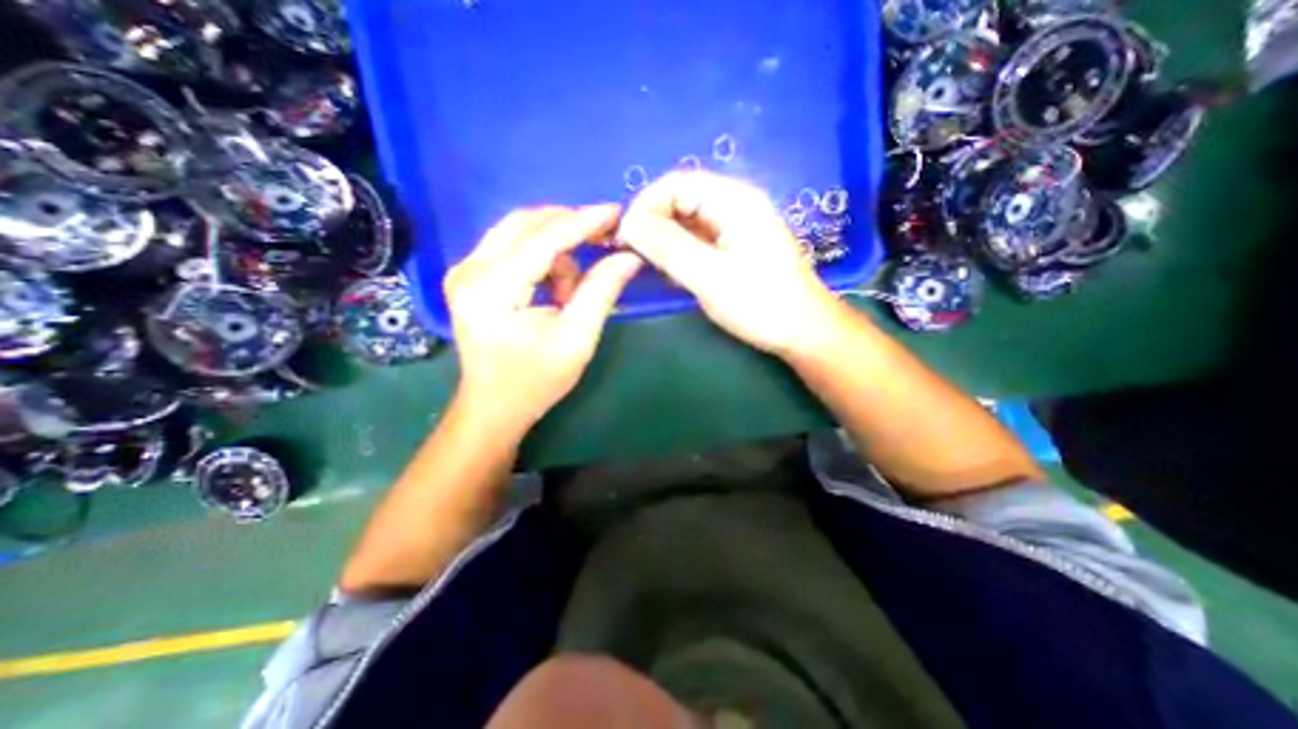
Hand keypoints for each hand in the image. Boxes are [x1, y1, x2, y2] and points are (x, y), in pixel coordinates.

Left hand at [446, 206, 641, 431]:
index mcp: (492, 289)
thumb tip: (628, 257)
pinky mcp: (471, 275)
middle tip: (606, 238)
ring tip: (572, 293)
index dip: (583, 222)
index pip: (543, 239)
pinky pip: (513, 247)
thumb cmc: (535, 381)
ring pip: (520, 233)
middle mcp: (470, 270)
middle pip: (526, 224)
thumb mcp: (577, 339)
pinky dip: (542, 259)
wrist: (494, 406)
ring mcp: (465, 270)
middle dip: (570, 226)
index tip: (616, 212)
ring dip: (556, 251)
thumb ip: (601, 292)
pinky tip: (554, 290)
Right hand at [621, 167, 854, 354]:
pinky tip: (675, 274)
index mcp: (733, 200)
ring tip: (653, 268)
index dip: (645, 205)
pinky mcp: (735, 247)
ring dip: (664, 240)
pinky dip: (680, 252)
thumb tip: (628, 222)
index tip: (625, 238)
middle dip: (652, 223)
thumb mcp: (708, 275)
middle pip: (680, 199)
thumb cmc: (760, 303)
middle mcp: (734, 204)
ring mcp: (736, 226)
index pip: (675, 183)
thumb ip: (667, 246)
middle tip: (634, 256)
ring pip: (687, 221)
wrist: (802, 331)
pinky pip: (698, 240)